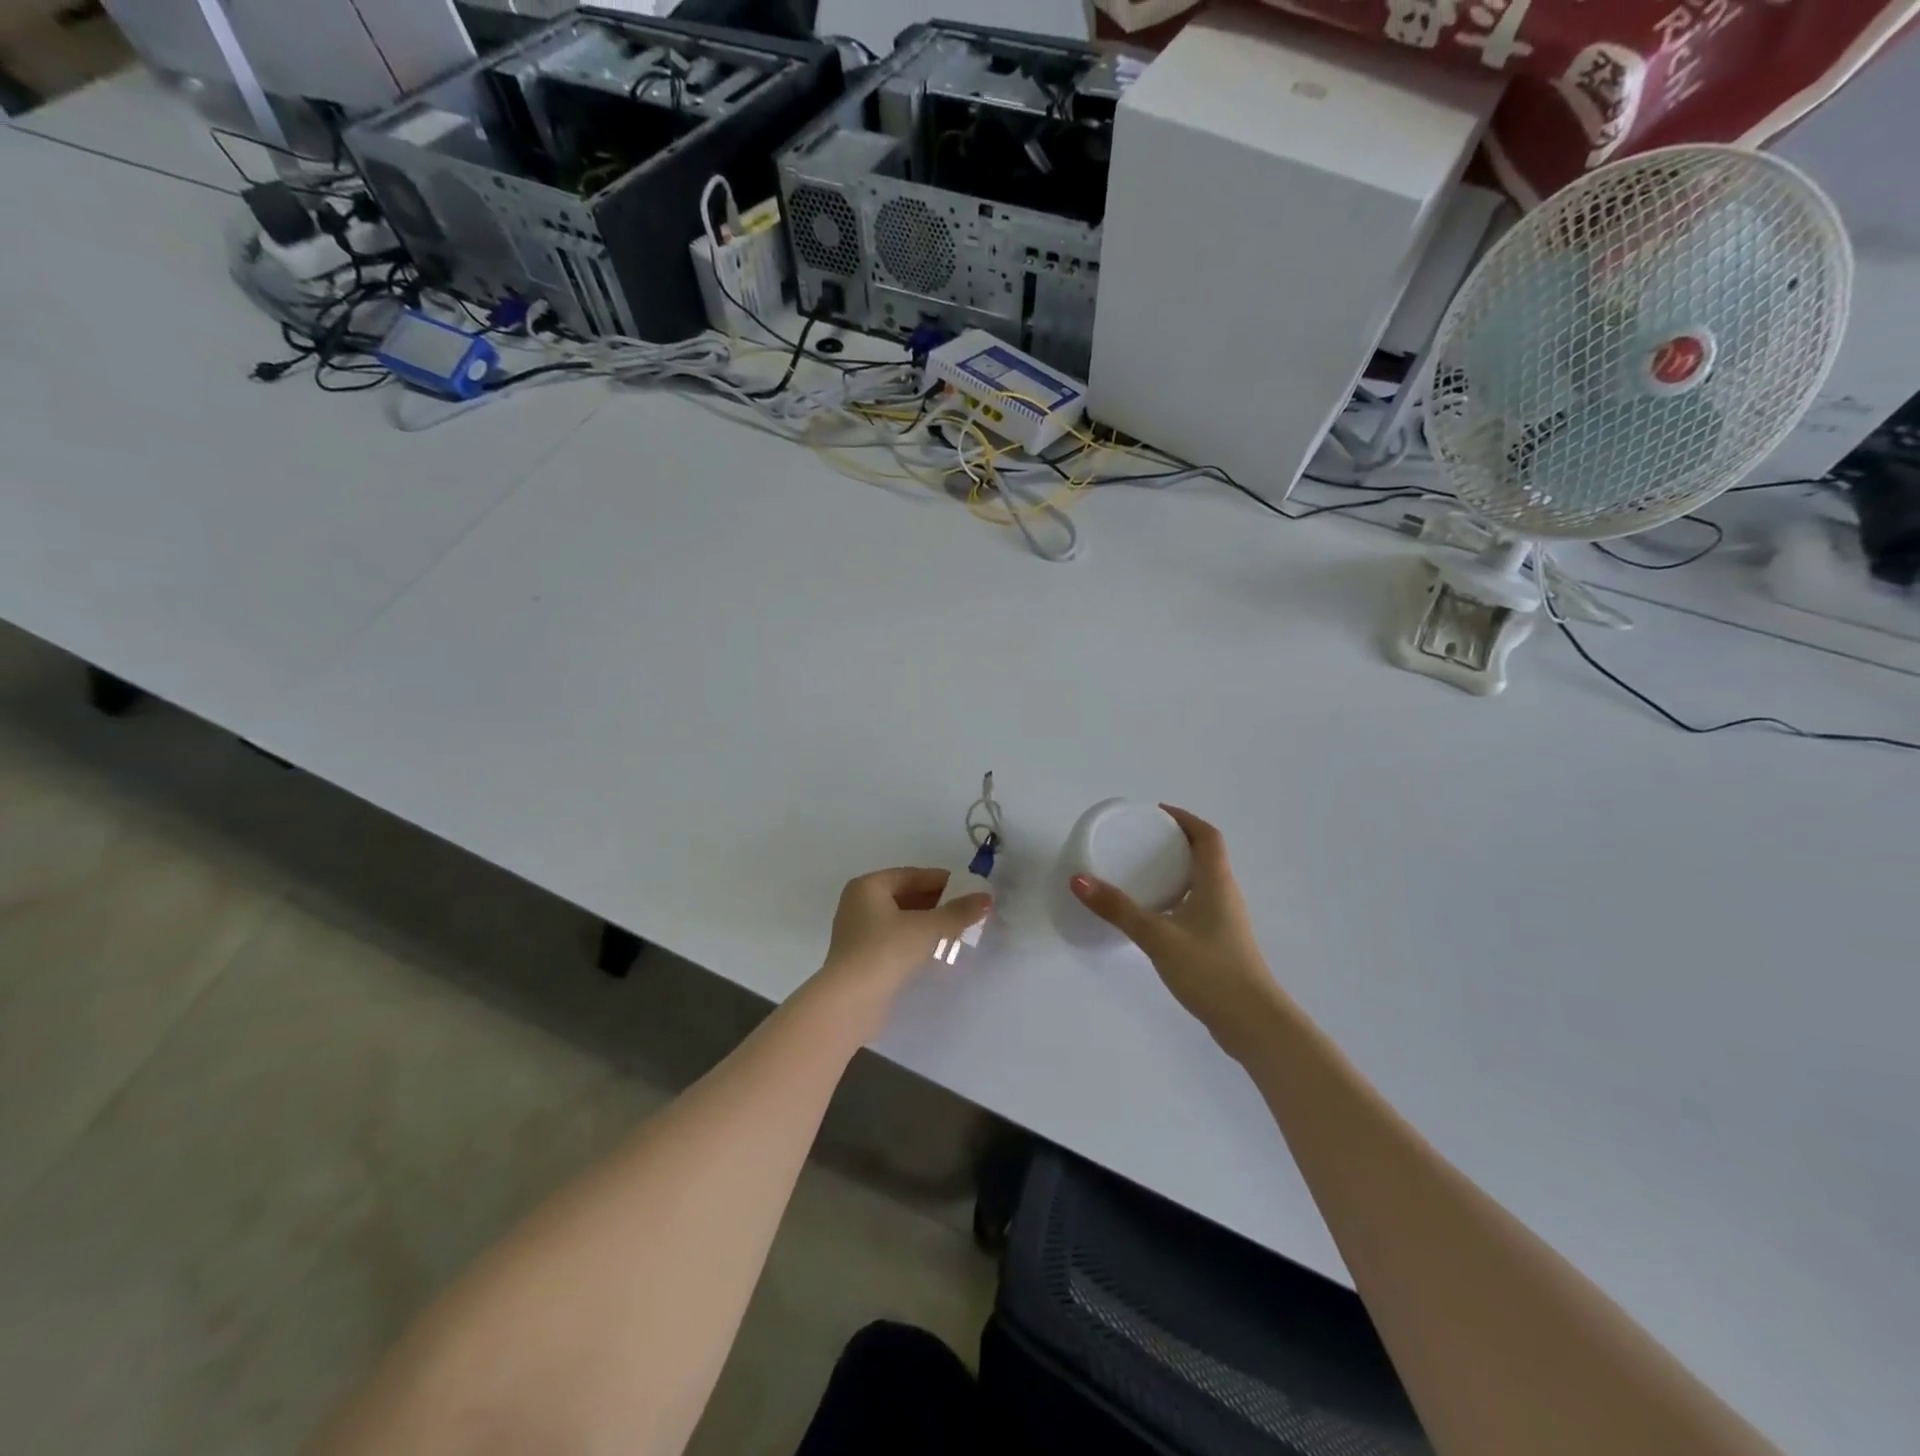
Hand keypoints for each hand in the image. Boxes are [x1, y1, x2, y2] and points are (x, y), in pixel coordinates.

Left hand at [813, 867, 992, 1029]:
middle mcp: (859, 903)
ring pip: (901, 919)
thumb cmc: (885, 951)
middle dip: (937, 903)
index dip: (943, 881)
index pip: (912, 875)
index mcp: (868, 886)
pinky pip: (895, 939)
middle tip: (967, 912)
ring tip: (958, 931)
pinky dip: (915, 940)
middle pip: (906, 896)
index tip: (970, 890)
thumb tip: (986, 898)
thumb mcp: (926, 928)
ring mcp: (858, 931)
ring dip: (928, 923)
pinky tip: (936, 950)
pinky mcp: (862, 957)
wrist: (850, 1002)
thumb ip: (957, 912)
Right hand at [1070, 806, 1284, 1061]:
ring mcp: (1227, 921)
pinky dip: (1177, 897)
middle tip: (1141, 840)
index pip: (1207, 836)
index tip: (1156, 813)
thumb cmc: (1210, 970)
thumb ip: (1118, 909)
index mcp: (1217, 882)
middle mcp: (1226, 895)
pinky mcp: (1222, 944)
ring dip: (1177, 870)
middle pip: (1206, 856)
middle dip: (1176, 842)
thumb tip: (1078, 880)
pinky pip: (1198, 905)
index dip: (1185, 819)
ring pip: (1202, 882)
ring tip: (1142, 872)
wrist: (1253, 1024)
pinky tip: (1155, 913)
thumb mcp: (1158, 936)